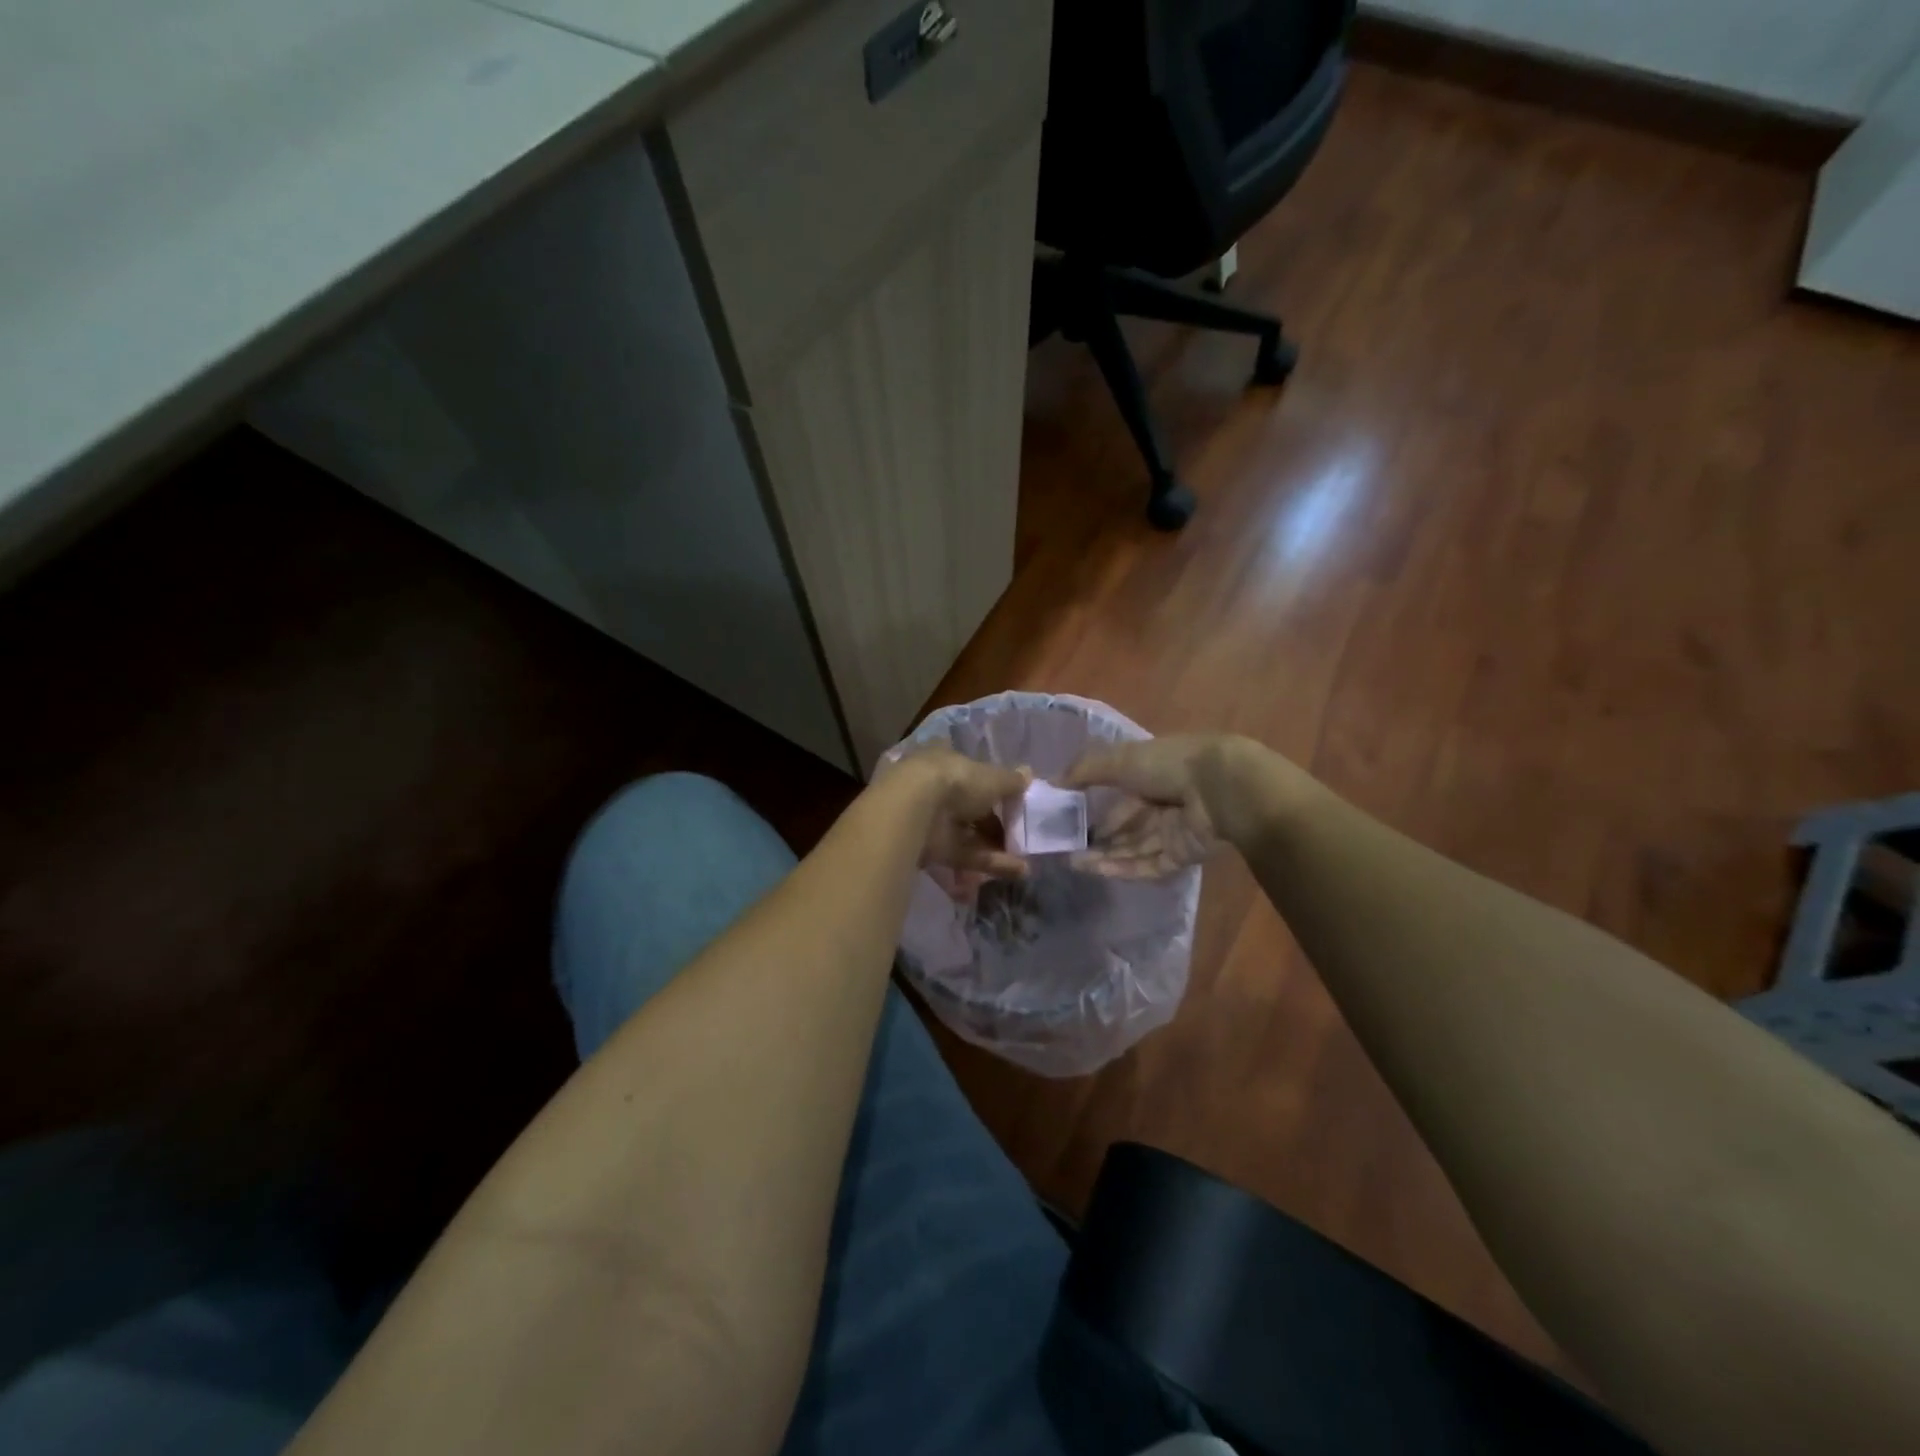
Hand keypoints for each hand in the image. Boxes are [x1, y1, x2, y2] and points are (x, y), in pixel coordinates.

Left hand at [877, 746, 1029, 897]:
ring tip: (1024, 863)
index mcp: (945, 760)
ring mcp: (930, 820)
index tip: (1011, 801)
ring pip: (967, 835)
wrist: (913, 811)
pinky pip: (962, 855)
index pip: (969, 771)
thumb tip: (1028, 774)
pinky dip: (987, 863)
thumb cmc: (955, 781)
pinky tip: (1015, 872)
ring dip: (995, 848)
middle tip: (1020, 837)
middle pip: (969, 808)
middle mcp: (935, 788)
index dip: (990, 787)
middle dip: (994, 825)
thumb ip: (1011, 780)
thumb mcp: (991, 777)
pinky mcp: (929, 849)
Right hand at [1060, 734, 1306, 877]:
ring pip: (1133, 847)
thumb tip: (1052, 782)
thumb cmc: (1168, 765)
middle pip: (1125, 824)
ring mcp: (1173, 831)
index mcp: (1151, 774)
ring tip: (1073, 862)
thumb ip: (1085, 770)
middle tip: (1066, 847)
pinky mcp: (1182, 855)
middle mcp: (1162, 803)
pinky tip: (1096, 870)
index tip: (1067, 817)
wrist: (1219, 789)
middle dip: (1097, 836)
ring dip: (1104, 855)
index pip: (1119, 793)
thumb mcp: (1120, 759)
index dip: (1094, 805)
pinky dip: (1123, 867)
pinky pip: (1148, 864)